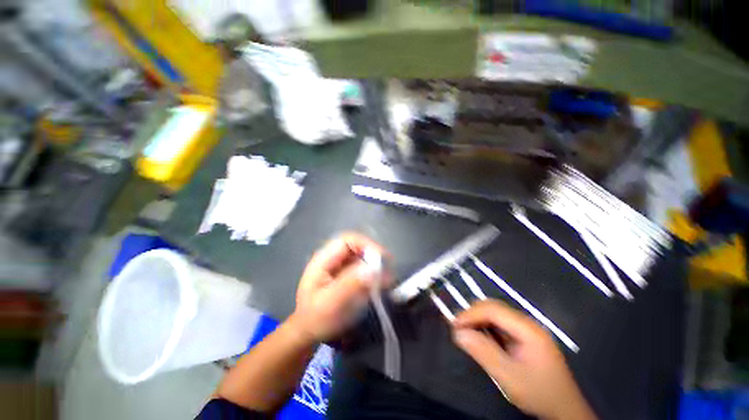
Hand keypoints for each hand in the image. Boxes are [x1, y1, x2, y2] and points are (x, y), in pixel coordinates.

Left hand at [288, 233, 389, 343]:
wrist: (308, 333)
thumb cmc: (316, 319)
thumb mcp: (331, 303)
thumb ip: (351, 284)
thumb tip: (373, 269)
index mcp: (324, 260)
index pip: (346, 240)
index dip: (365, 244)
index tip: (381, 258)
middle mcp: (333, 258)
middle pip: (356, 247)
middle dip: (373, 256)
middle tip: (387, 270)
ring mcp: (340, 267)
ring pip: (362, 257)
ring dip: (375, 266)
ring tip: (386, 280)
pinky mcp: (346, 275)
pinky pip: (363, 269)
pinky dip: (373, 274)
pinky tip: (379, 285)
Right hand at [452, 300, 595, 419]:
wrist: (565, 410)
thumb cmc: (539, 394)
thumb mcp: (509, 377)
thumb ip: (483, 353)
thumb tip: (458, 333)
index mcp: (528, 329)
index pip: (493, 310)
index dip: (471, 314)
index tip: (454, 325)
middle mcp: (527, 323)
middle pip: (494, 308)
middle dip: (473, 314)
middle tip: (457, 328)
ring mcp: (527, 330)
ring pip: (496, 314)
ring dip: (478, 320)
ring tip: (465, 331)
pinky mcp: (524, 337)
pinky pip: (500, 324)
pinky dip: (486, 327)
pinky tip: (480, 337)